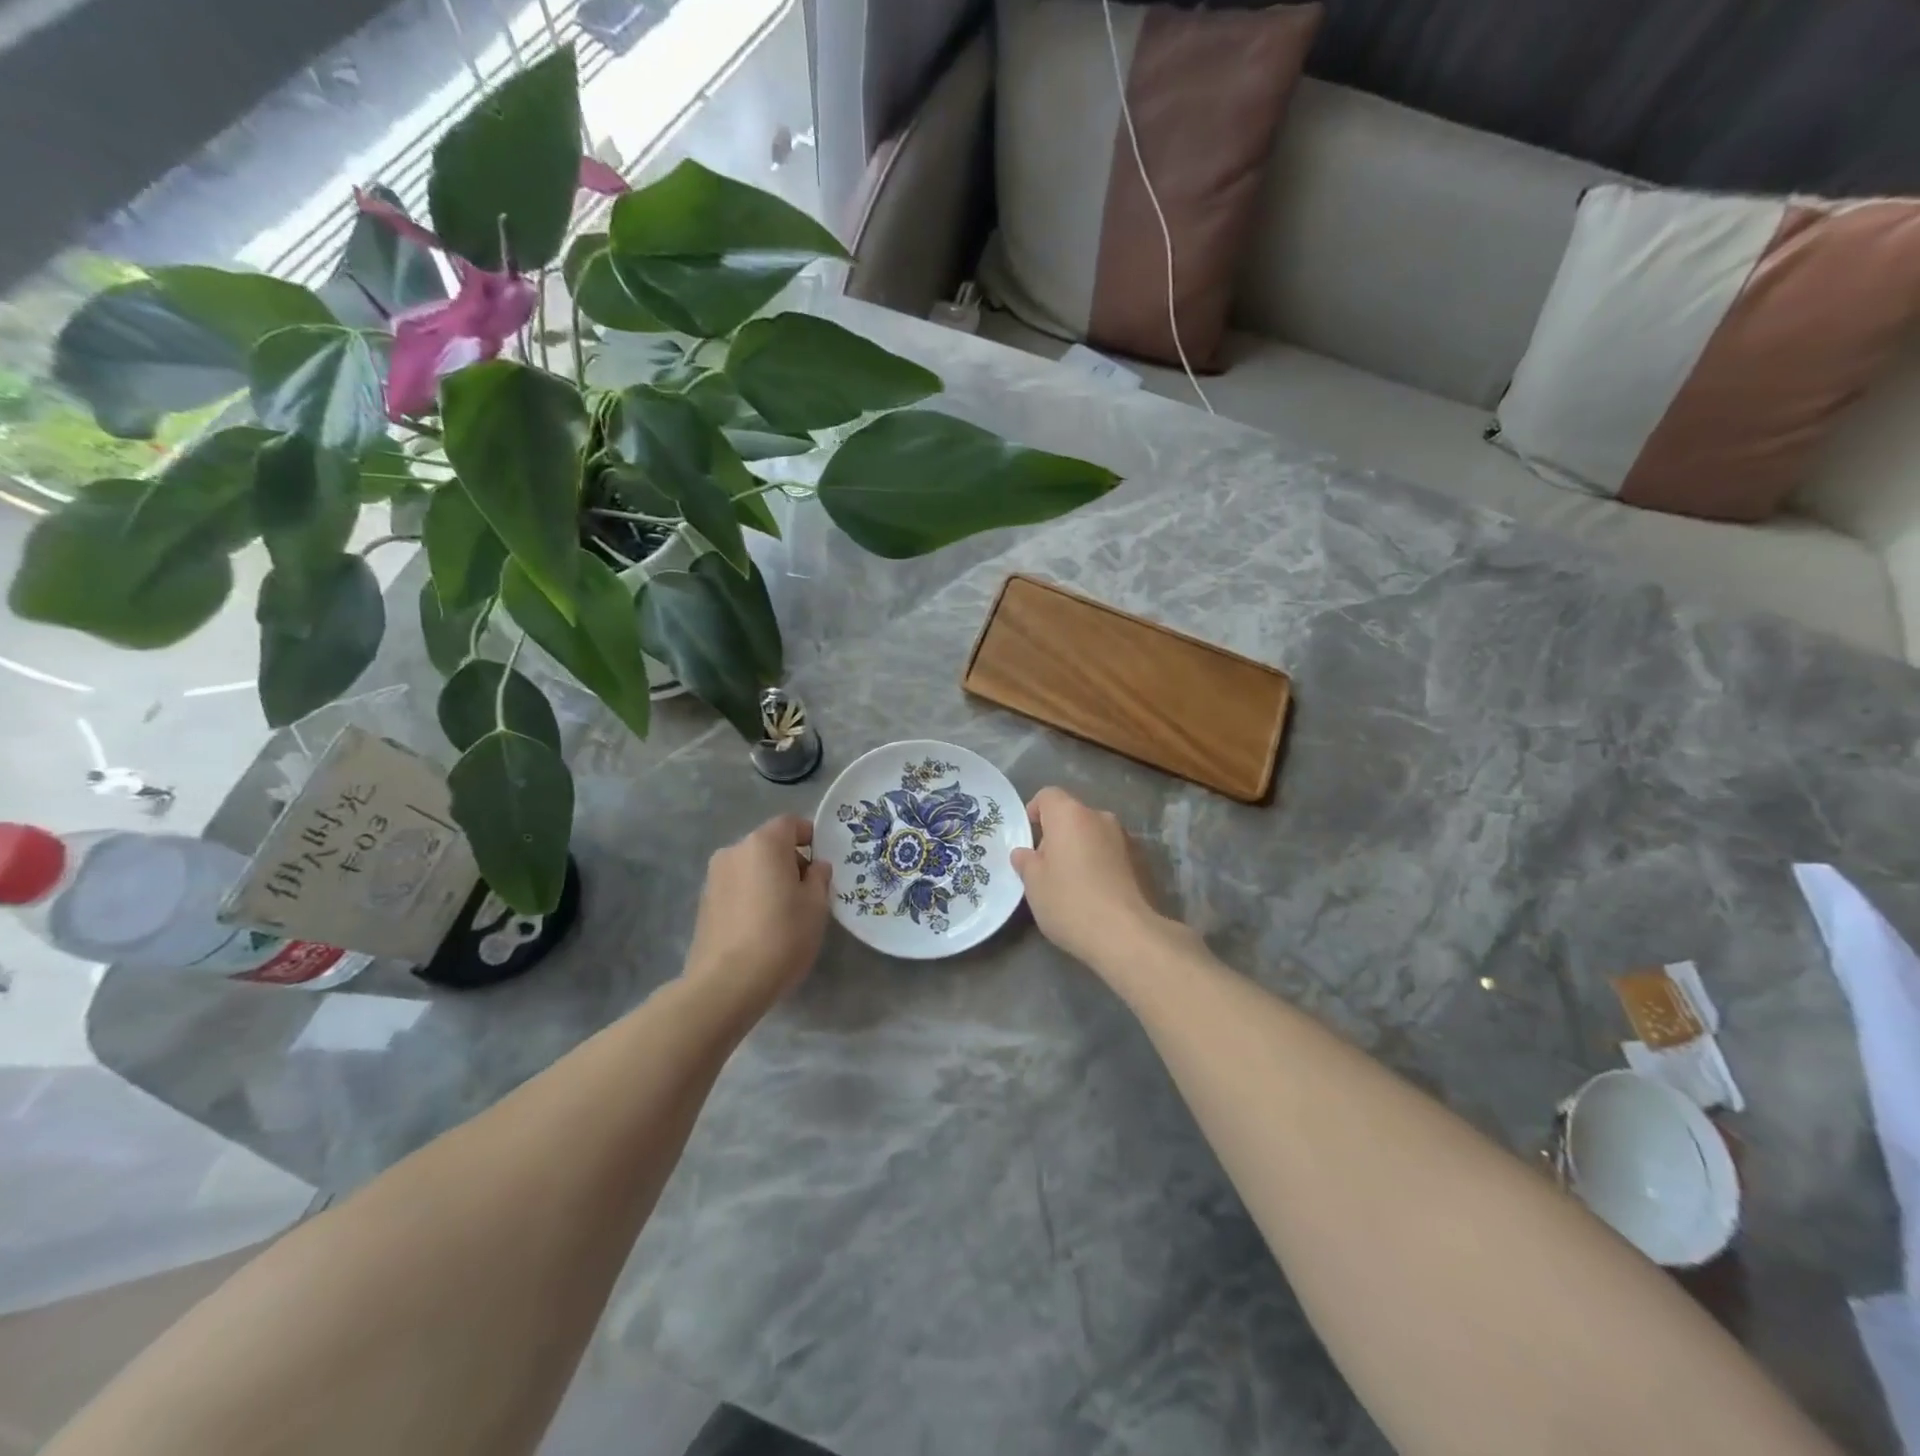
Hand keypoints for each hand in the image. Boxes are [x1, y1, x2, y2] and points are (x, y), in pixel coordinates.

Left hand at [683, 815, 831, 1020]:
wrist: (727, 983)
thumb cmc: (782, 936)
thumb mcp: (816, 906)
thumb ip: (819, 878)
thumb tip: (815, 867)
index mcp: (764, 843)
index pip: (791, 823)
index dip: (810, 836)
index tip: (822, 862)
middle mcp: (734, 851)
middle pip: (769, 844)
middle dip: (789, 860)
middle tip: (807, 892)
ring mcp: (714, 877)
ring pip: (751, 867)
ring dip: (768, 880)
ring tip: (783, 913)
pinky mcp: (703, 903)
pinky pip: (736, 888)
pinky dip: (751, 896)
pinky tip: (760, 927)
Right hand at [1011, 787, 1170, 970]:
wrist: (1127, 934)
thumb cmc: (1070, 902)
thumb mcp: (1034, 884)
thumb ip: (1027, 862)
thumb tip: (1024, 854)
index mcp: (1070, 815)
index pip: (1048, 795)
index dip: (1035, 811)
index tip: (1028, 837)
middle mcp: (1100, 817)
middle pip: (1073, 815)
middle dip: (1058, 834)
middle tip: (1047, 867)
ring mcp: (1126, 838)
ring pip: (1095, 835)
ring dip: (1082, 849)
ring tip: (1074, 882)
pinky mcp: (1144, 861)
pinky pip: (1113, 853)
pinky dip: (1102, 864)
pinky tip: (1097, 893)